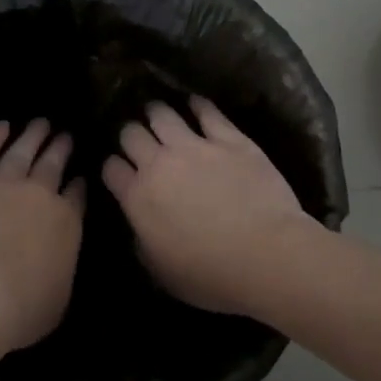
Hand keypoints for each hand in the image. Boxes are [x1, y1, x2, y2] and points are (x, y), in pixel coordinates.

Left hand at [0, 119, 86, 353]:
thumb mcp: (59, 298)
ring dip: (32, 136)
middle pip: (52, 166)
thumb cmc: (20, 310)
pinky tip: (2, 126)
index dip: (77, 184)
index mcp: (65, 223)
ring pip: (21, 152)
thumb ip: (62, 268)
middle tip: (65, 135)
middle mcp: (39, 195)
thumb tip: (59, 257)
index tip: (79, 175)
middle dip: (60, 149)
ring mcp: (3, 185)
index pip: (75, 196)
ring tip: (41, 123)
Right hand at [102, 98, 317, 316]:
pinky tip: (195, 103)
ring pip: (162, 114)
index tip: (120, 172)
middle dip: (130, 135)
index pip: (111, 168)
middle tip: (139, 141)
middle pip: (130, 133)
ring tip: (158, 113)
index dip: (113, 168)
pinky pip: (207, 111)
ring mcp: (194, 146)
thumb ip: (143, 244)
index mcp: (138, 197)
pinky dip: (197, 105)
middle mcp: (159, 164)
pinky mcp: (229, 139)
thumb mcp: (162, 274)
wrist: (269, 257)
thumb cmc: (213, 276)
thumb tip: (140, 228)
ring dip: (156, 113)